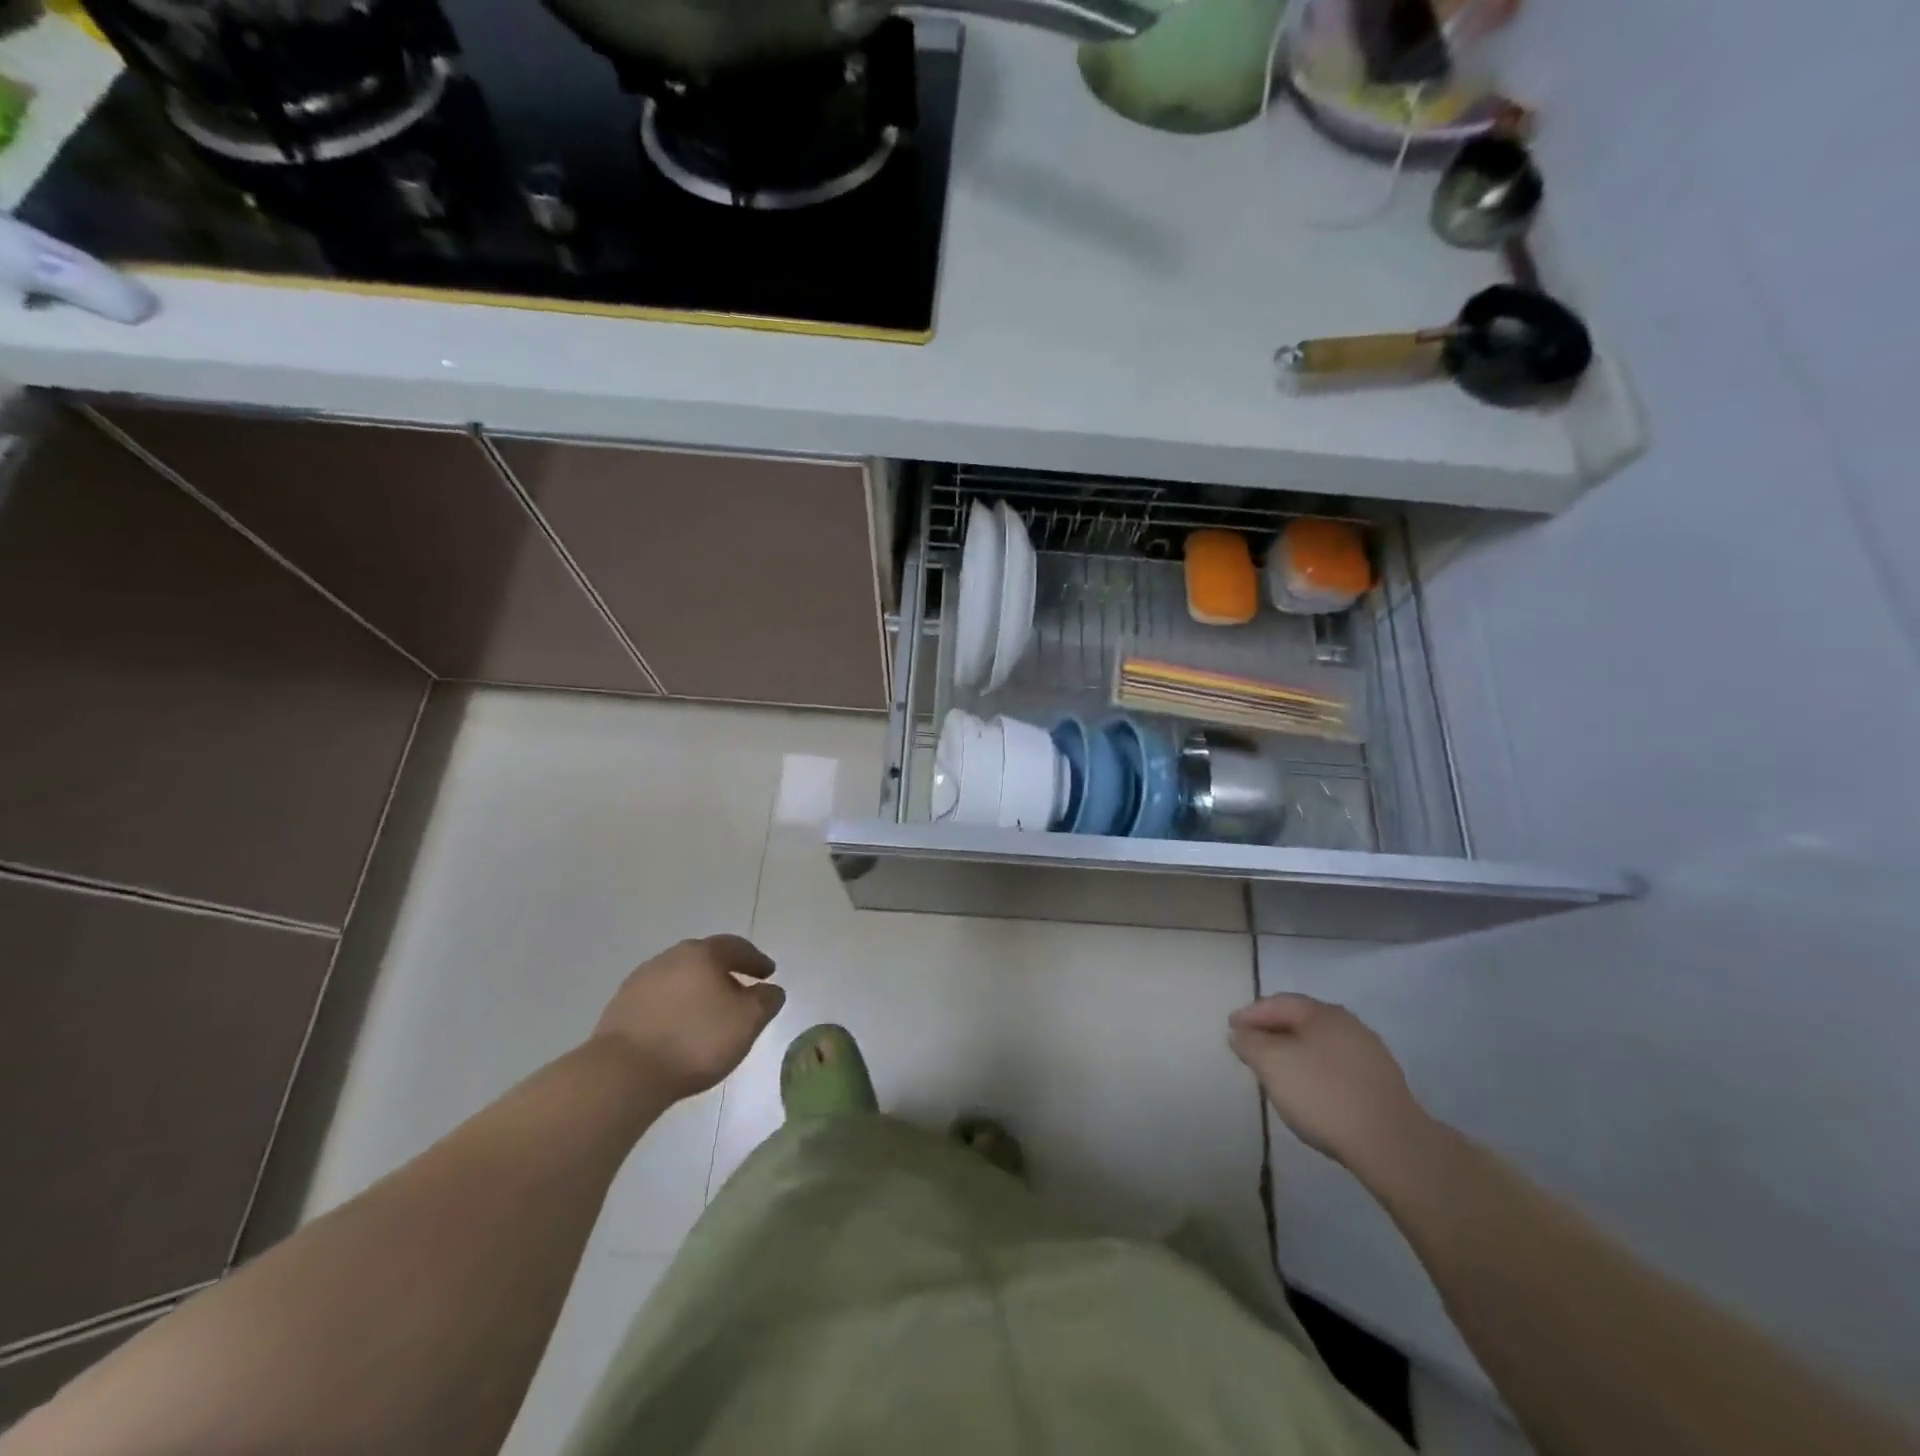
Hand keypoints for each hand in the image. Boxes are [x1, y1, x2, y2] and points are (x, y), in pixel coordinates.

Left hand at [592, 935, 784, 1100]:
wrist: (624, 1073)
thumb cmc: (695, 1040)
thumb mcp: (747, 1022)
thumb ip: (766, 1001)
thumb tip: (770, 990)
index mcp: (702, 953)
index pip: (736, 947)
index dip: (756, 960)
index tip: (769, 974)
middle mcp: (670, 957)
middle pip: (705, 959)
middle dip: (725, 972)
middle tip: (741, 990)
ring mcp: (640, 981)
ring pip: (680, 978)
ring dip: (698, 990)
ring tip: (709, 1013)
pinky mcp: (620, 1007)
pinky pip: (659, 999)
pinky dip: (675, 1007)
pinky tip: (680, 1028)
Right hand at [1229, 994, 1429, 1171]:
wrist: (1391, 1145)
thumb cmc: (1323, 1094)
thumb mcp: (1273, 1064)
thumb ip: (1250, 1043)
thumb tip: (1241, 1033)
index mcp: (1323, 1012)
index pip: (1277, 1003)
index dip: (1250, 1014)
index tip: (1230, 1028)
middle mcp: (1348, 1024)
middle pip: (1300, 1020)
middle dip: (1272, 1031)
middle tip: (1250, 1046)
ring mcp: (1369, 1054)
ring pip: (1319, 1044)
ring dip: (1294, 1051)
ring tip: (1276, 1070)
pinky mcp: (1381, 1084)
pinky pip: (1336, 1066)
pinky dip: (1315, 1070)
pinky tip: (1309, 1090)